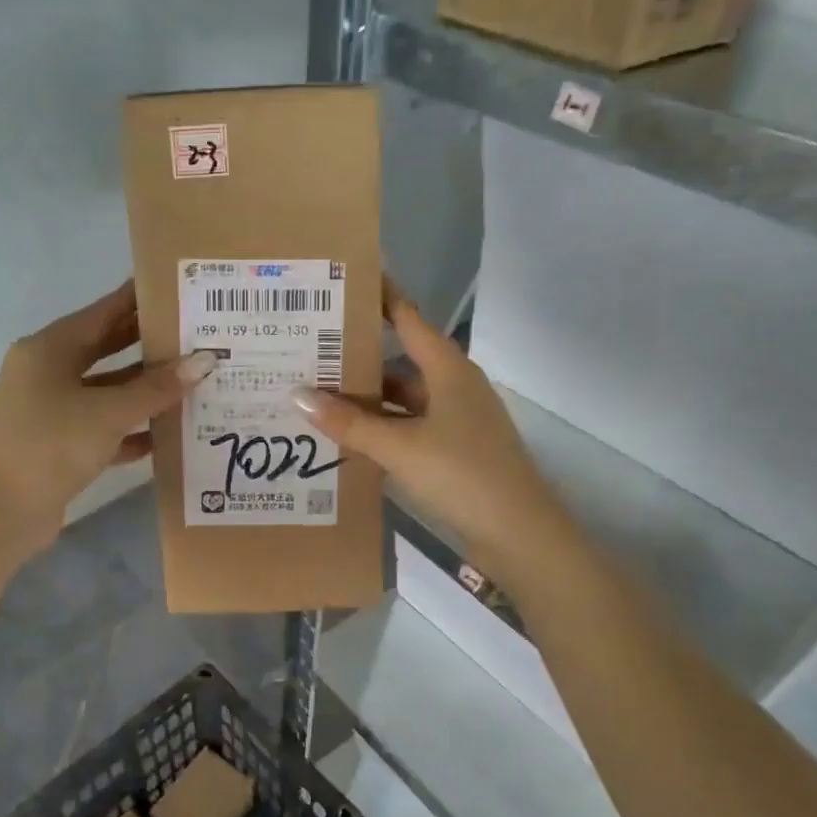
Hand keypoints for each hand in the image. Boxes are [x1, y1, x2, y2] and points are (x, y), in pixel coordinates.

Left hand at [0, 281, 215, 557]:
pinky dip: (131, 427)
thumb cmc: (51, 445)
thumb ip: (157, 387)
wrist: (1, 512)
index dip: (138, 300)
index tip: (176, 290)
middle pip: (105, 349)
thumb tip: (204, 361)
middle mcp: (47, 372)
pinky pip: (102, 425)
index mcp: (49, 349)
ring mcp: (51, 409)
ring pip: (106, 390)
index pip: (102, 312)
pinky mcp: (58, 443)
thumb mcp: (108, 412)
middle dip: (148, 344)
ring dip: (144, 390)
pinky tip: (166, 432)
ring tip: (192, 381)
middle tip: (195, 335)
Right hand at [289, 281, 571, 574]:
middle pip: (400, 363)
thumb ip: (349, 422)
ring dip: (367, 403)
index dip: (380, 298)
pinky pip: (409, 430)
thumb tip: (297, 395)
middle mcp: (454, 387)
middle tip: (310, 352)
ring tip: (317, 399)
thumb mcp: (399, 447)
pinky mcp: (455, 452)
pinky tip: (349, 441)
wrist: (518, 534)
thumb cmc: (462, 474)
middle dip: (358, 360)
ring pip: (402, 401)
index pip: (408, 318)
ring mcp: (456, 421)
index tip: (343, 283)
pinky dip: (381, 432)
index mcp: (448, 370)